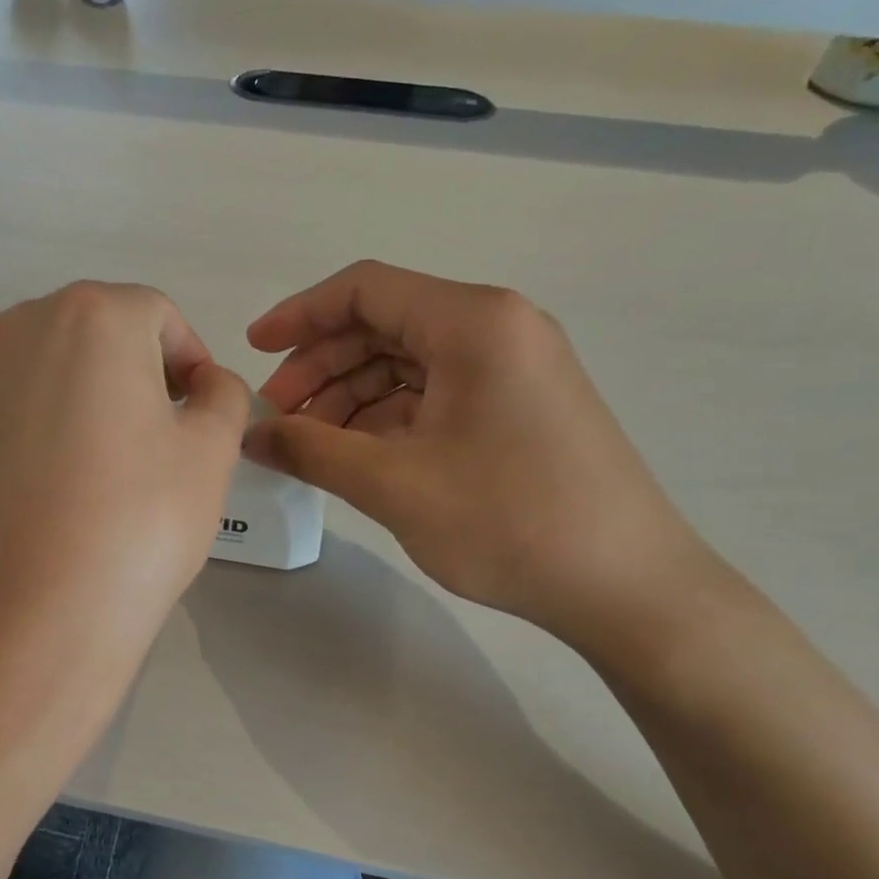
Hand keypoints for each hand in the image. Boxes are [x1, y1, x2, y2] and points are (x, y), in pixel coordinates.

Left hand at [0, 282, 250, 661]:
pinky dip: (28, 404)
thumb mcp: (212, 448)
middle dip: (135, 367)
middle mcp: (26, 322)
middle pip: (99, 328)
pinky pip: (1, 388)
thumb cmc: (142, 518)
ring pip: (48, 355)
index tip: (198, 411)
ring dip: (82, 383)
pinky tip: (45, 456)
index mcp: (96, 314)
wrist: (42, 607)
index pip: (158, 317)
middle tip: (158, 432)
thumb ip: (222, 393)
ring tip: (101, 449)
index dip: (188, 360)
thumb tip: (204, 383)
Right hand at [245, 261, 709, 645]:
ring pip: (406, 362)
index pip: (365, 289)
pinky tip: (357, 455)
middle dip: (321, 366)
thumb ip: (310, 449)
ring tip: (310, 444)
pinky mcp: (519, 405)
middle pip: (384, 324)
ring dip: (349, 396)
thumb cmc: (510, 522)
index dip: (299, 315)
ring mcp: (513, 367)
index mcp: (474, 322)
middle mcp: (498, 328)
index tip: (253, 352)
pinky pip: (435, 392)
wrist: (628, 588)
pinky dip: (387, 417)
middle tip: (277, 417)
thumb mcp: (393, 484)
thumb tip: (250, 436)